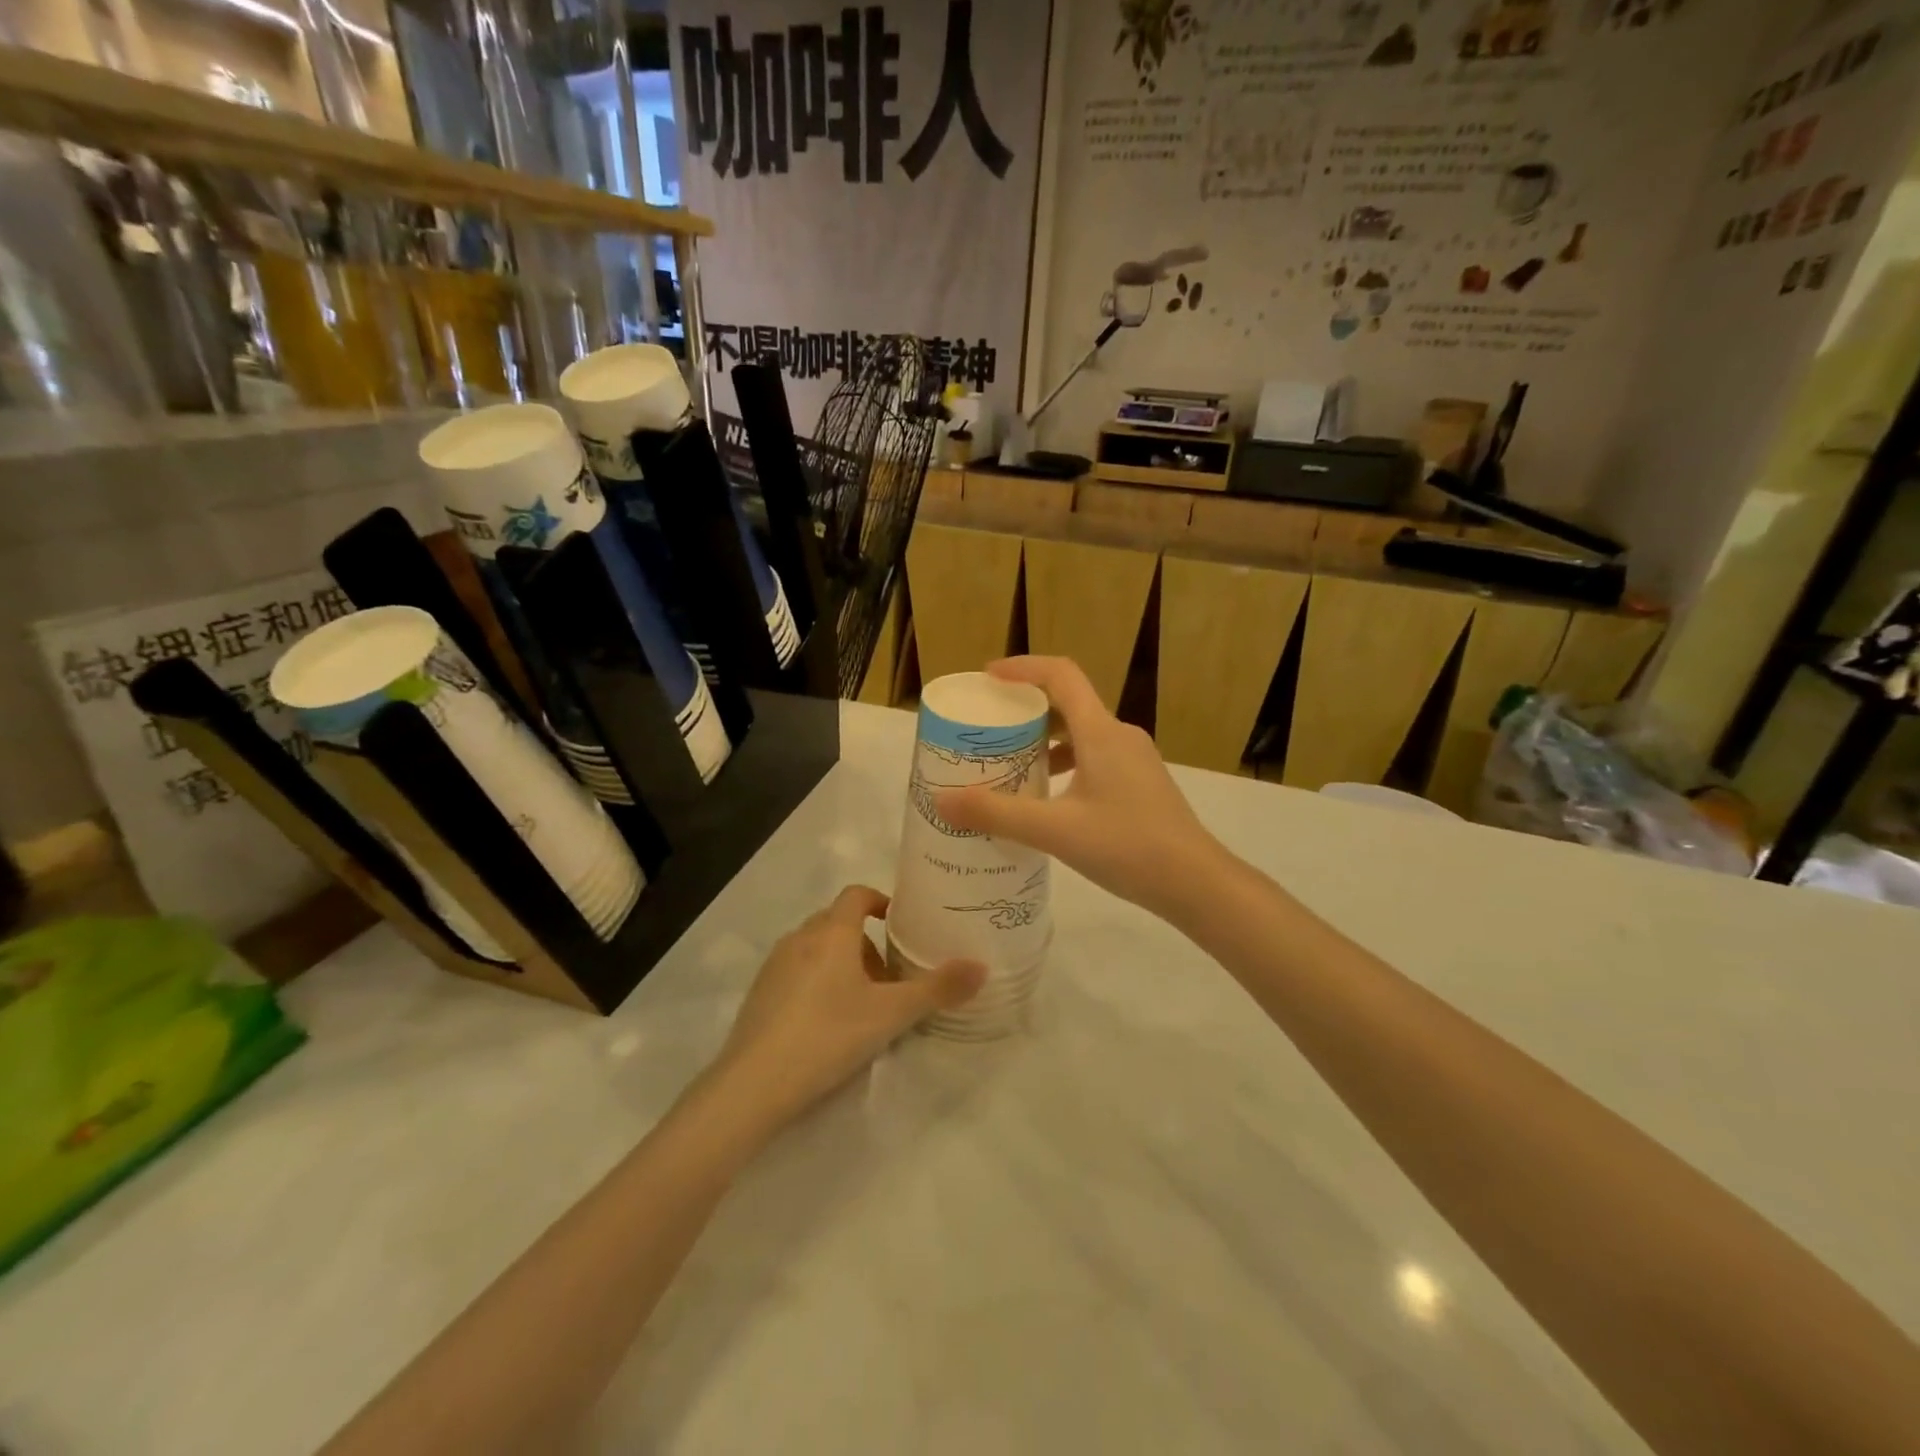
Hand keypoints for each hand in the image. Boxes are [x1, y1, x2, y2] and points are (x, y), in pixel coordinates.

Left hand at [713, 887, 984, 1128]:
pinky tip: (827, 1023)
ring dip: (841, 963)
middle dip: (866, 942)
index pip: (857, 894)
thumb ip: (938, 989)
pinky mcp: (759, 994)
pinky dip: (817, 982)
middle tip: (890, 977)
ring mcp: (774, 965)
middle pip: (837, 922)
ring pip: (816, 948)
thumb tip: (982, 967)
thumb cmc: (829, 1035)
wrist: (753, 1084)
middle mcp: (800, 938)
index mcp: (832, 932)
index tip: (900, 925)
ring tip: (862, 1003)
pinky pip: (796, 972)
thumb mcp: (891, 1014)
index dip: (880, 901)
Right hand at [936, 658, 1224, 918]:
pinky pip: (1095, 758)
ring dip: (1045, 741)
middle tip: (990, 726)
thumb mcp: (1055, 831)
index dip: (1022, 668)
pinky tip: (1048, 800)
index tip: (988, 678)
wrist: (1196, 883)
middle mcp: (1120, 736)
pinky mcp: (1141, 784)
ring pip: (1082, 734)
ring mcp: (1135, 761)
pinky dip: (1065, 764)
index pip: (1061, 675)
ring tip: (1011, 765)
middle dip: (1027, 709)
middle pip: (1069, 704)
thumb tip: (942, 801)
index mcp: (1101, 732)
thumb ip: (997, 814)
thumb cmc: (1127, 846)